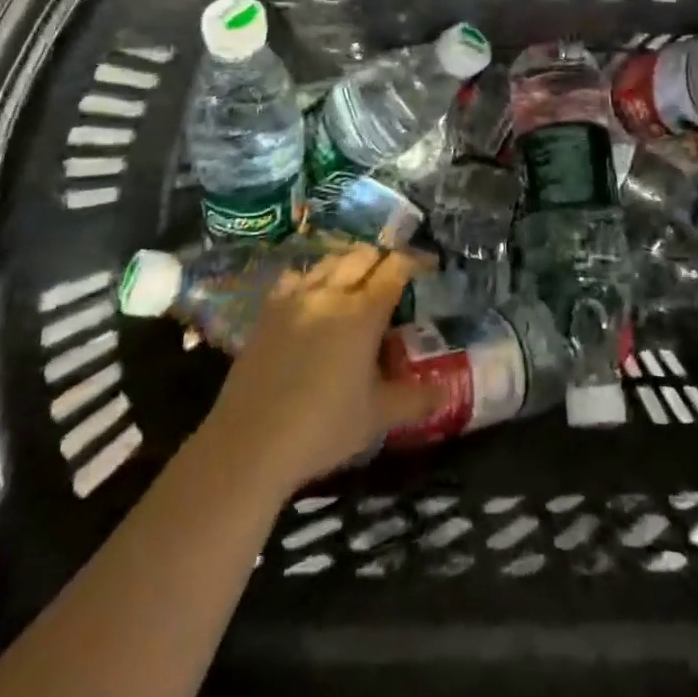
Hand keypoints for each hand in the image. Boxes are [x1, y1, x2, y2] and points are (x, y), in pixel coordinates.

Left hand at [201, 246, 442, 495]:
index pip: (395, 268)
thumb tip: (446, 392)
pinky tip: (313, 294)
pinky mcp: (269, 310)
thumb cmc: (323, 428)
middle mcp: (331, 292)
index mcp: (364, 312)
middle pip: (362, 255)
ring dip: (349, 263)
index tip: (428, 264)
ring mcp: (296, 297)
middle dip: (382, 258)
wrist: (251, 441)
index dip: (415, 260)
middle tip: (394, 275)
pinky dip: (312, 277)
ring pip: (329, 261)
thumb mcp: (377, 417)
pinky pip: (296, 277)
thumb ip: (415, 400)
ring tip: (357, 280)